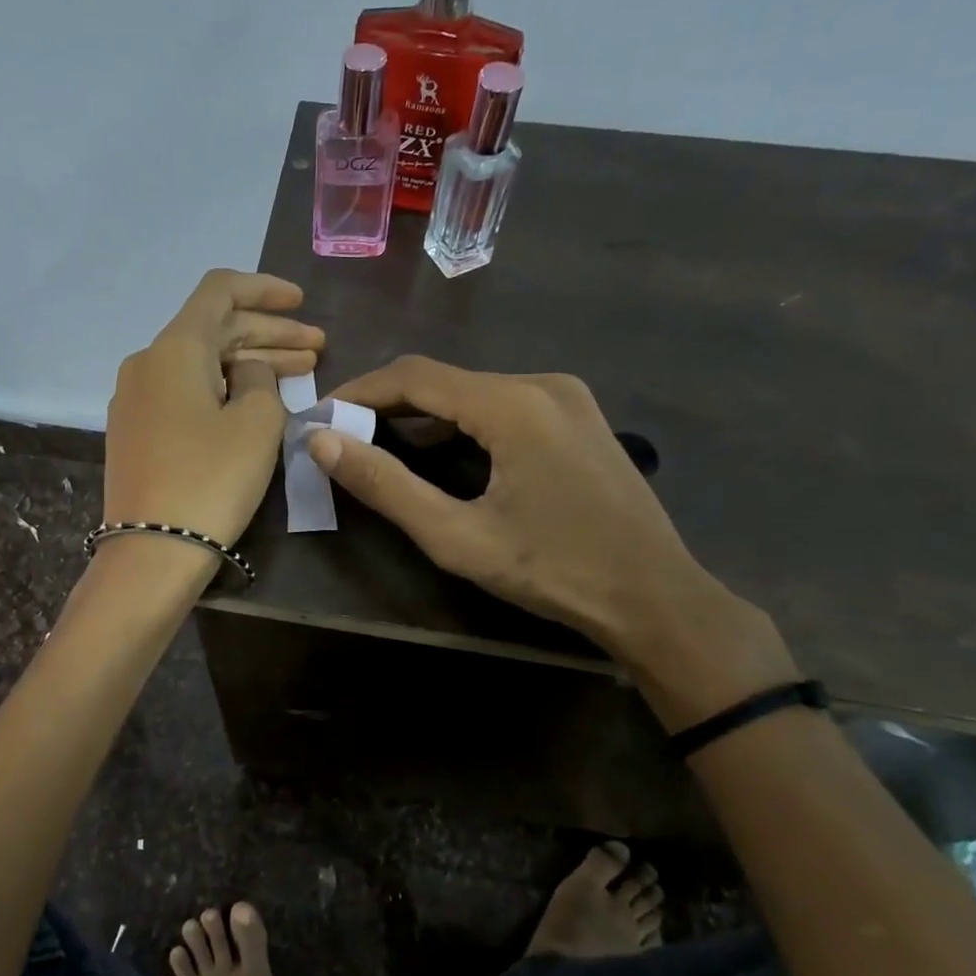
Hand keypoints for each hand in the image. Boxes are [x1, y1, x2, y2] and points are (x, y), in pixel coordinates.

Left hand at [103, 270, 322, 549]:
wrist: (152, 551)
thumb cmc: (211, 479)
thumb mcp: (256, 423)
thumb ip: (261, 379)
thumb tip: (247, 370)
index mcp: (174, 348)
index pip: (219, 291)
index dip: (264, 289)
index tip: (302, 302)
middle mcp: (147, 363)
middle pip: (214, 330)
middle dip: (269, 334)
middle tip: (317, 348)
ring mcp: (136, 400)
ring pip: (201, 364)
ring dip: (250, 363)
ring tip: (301, 372)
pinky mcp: (137, 432)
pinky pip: (185, 392)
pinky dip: (224, 389)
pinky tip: (256, 402)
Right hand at [308, 356, 792, 727]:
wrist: (656, 599)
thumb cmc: (554, 571)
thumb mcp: (456, 536)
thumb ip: (385, 485)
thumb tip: (322, 442)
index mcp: (513, 403)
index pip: (414, 376)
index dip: (358, 392)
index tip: (319, 418)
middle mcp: (542, 382)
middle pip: (444, 380)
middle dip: (387, 406)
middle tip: (342, 438)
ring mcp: (567, 397)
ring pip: (473, 392)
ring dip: (424, 417)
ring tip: (380, 447)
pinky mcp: (578, 417)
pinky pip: (503, 406)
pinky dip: (462, 424)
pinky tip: (443, 456)